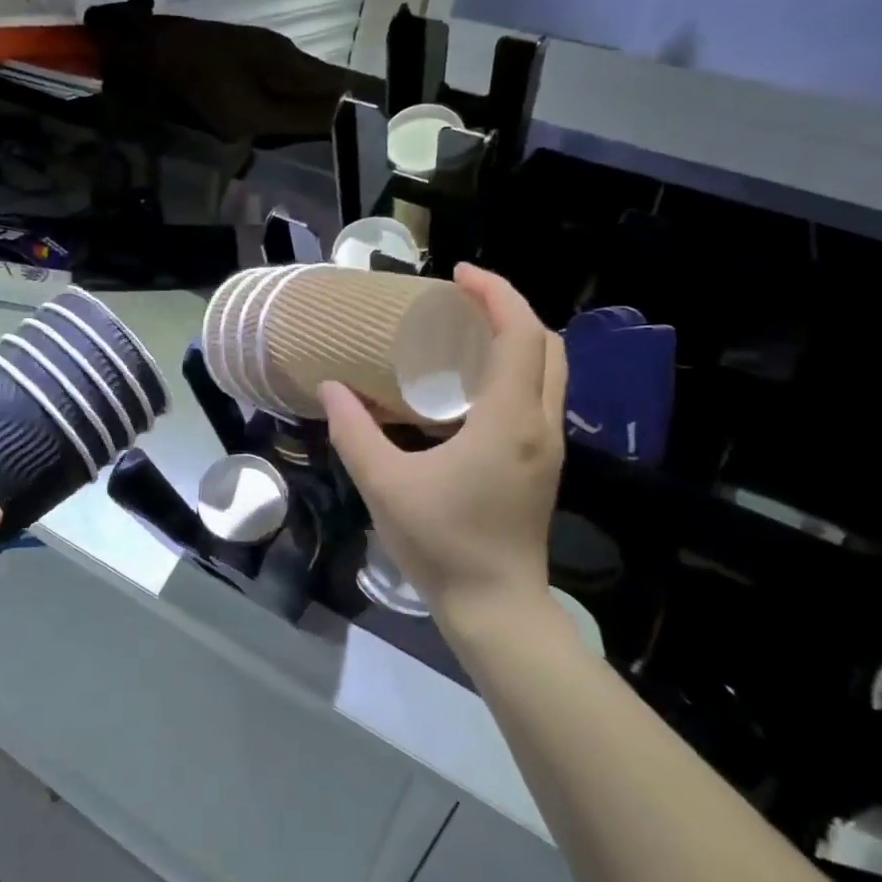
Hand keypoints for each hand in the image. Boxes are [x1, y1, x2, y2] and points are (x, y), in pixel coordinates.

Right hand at [322, 265, 565, 630]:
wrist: (496, 607)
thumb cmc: (442, 543)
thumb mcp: (384, 484)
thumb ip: (354, 431)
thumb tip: (330, 387)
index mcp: (509, 420)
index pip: (519, 334)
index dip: (495, 293)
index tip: (456, 274)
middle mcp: (541, 424)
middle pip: (548, 344)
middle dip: (510, 308)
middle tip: (462, 297)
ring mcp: (548, 446)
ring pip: (551, 371)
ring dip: (517, 338)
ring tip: (466, 331)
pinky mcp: (542, 464)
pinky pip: (541, 396)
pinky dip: (516, 369)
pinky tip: (472, 385)